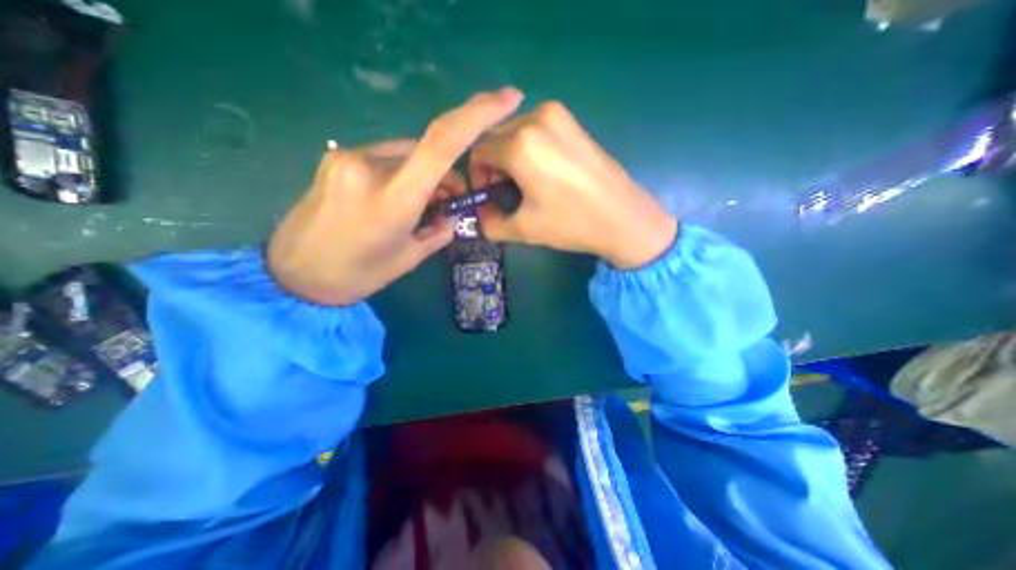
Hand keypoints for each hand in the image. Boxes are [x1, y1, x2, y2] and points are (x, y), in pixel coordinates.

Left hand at [270, 87, 522, 305]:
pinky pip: (384, 157)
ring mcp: (347, 157)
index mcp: (393, 198)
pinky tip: (394, 198)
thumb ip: (438, 230)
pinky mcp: (335, 158)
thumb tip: (451, 214)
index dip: (478, 114)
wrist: (294, 276)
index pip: (442, 143)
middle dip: (446, 173)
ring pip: (406, 153)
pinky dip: (401, 172)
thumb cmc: (358, 275)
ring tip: (420, 206)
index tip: (508, 98)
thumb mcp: (409, 257)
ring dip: (422, 174)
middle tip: (450, 202)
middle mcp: (369, 166)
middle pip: (426, 149)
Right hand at [468, 100, 672, 267]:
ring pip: (514, 131)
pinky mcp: (572, 121)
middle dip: (492, 165)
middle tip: (505, 191)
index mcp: (520, 145)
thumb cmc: (571, 223)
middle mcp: (535, 118)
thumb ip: (490, 224)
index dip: (477, 175)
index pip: (478, 151)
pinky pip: (535, 129)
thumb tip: (479, 216)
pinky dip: (528, 147)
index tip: (488, 195)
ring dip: (509, 156)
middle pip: (495, 137)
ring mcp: (557, 115)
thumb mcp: (523, 230)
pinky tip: (542, 171)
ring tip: (524, 183)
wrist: (622, 217)